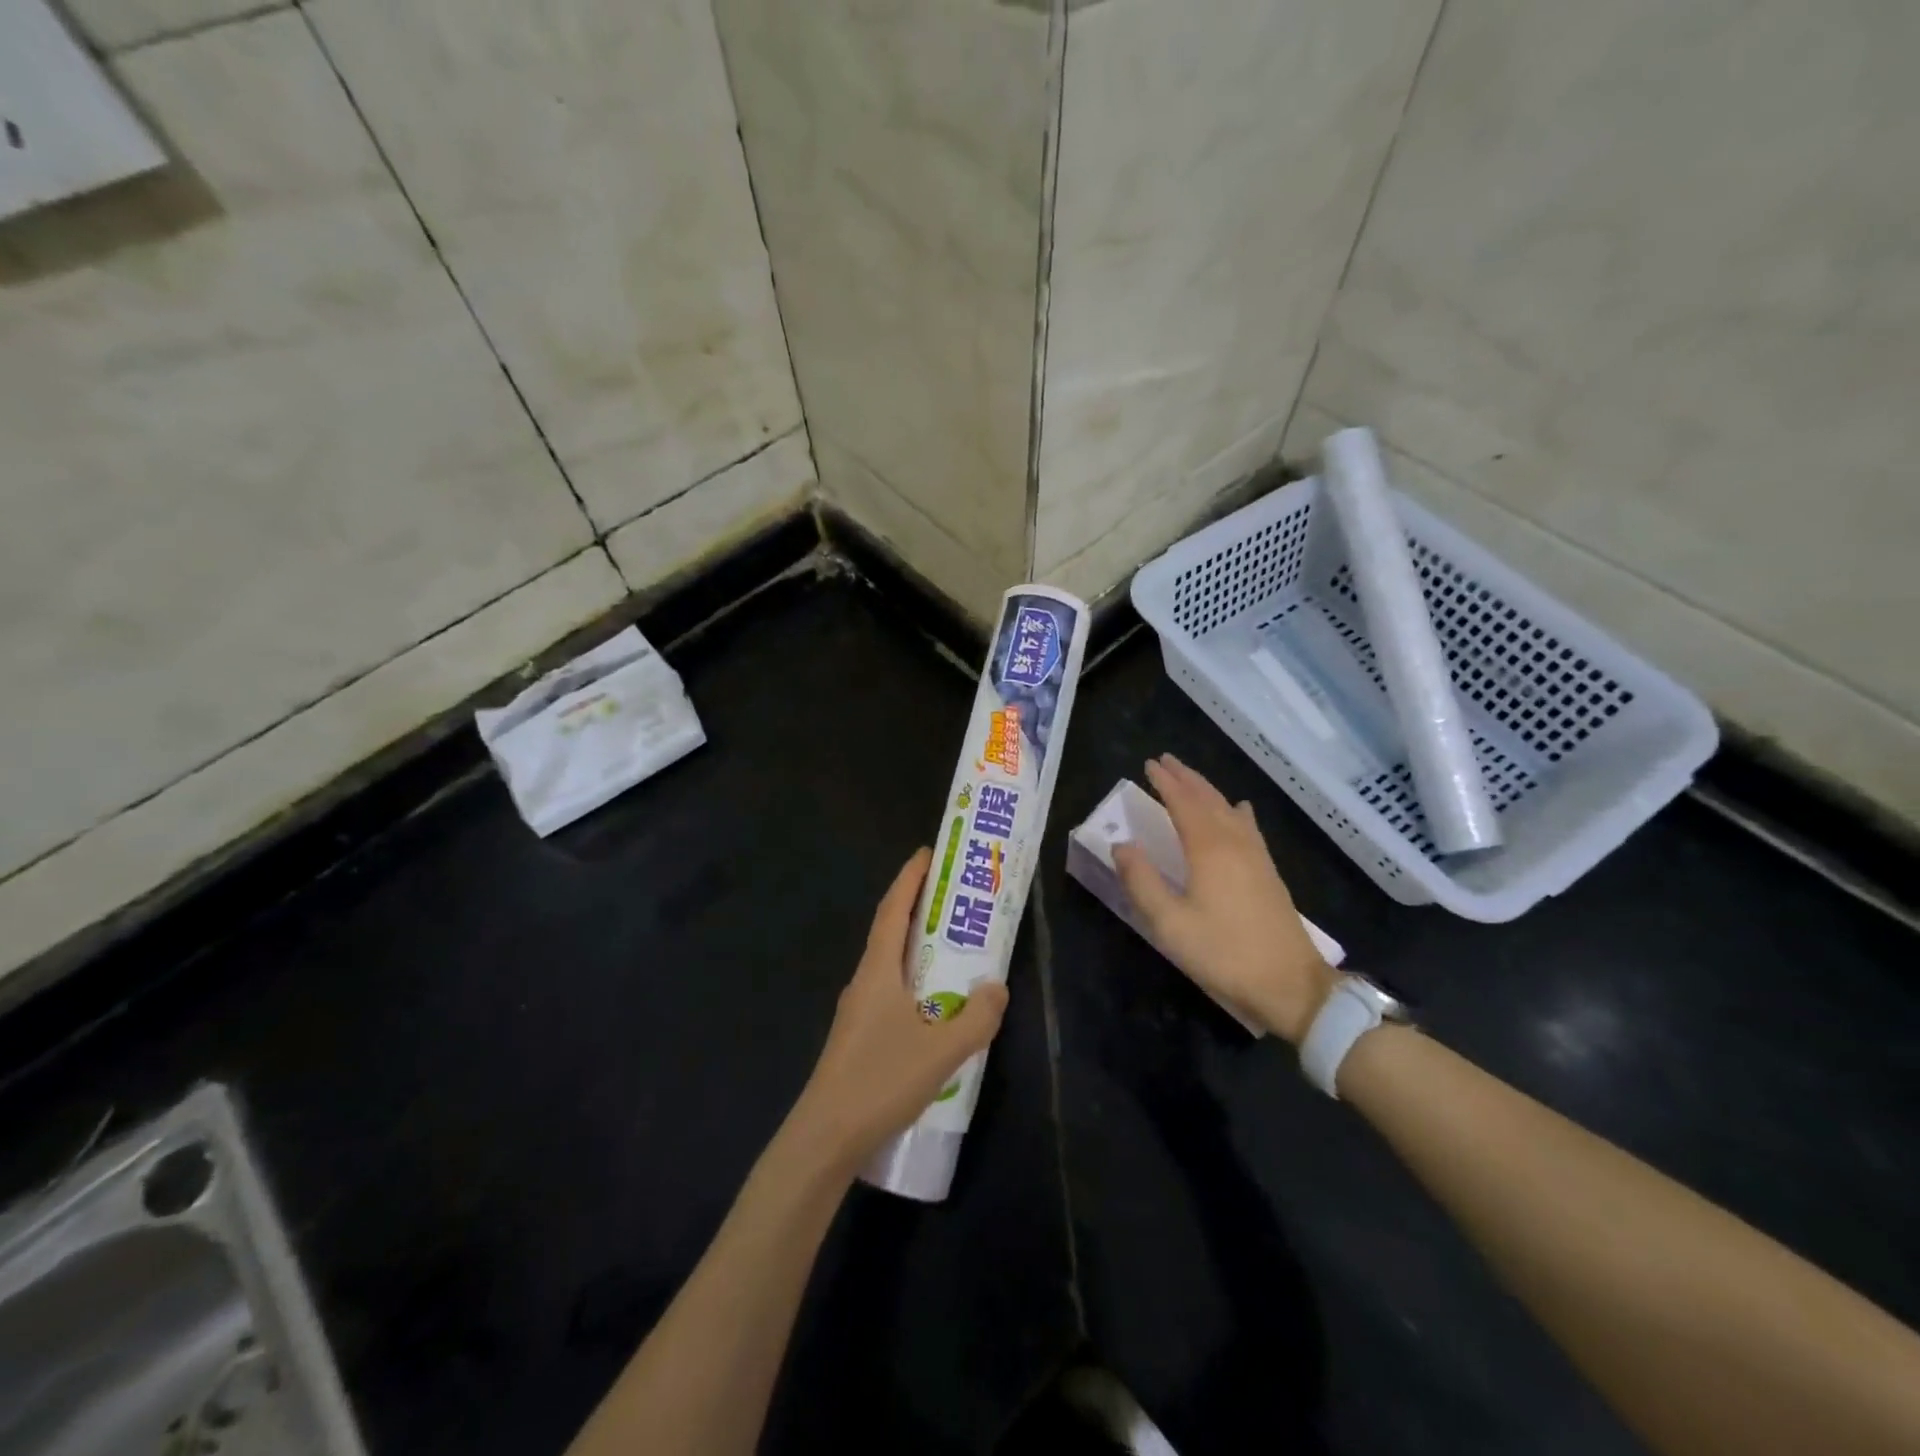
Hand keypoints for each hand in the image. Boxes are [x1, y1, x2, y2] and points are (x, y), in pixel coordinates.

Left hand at [790, 849, 1009, 1173]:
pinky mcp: (858, 1036)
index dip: (909, 878)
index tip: (927, 853)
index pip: (892, 909)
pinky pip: (890, 991)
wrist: (825, 1137)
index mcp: (878, 970)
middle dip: (917, 907)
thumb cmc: (881, 1080)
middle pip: (890, 930)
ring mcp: (857, 1010)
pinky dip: (913, 980)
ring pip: (890, 964)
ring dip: (915, 946)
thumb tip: (996, 985)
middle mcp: (864, 981)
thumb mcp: (942, 1051)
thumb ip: (976, 1018)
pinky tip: (934, 1005)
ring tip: (950, 946)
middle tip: (952, 896)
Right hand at [1111, 755, 1336, 1043]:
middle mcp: (1234, 842)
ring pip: (1228, 809)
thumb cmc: (1224, 954)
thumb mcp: (1170, 924)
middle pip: (1208, 799)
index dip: (1165, 782)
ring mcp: (1256, 856)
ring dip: (1207, 789)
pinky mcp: (1268, 872)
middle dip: (1186, 778)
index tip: (1148, 764)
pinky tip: (1239, 809)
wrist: (1291, 985)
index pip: (1183, 803)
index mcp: (1208, 849)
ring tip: (1191, 778)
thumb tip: (1122, 845)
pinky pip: (1248, 826)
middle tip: (1165, 761)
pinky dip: (1235, 810)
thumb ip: (1142, 882)